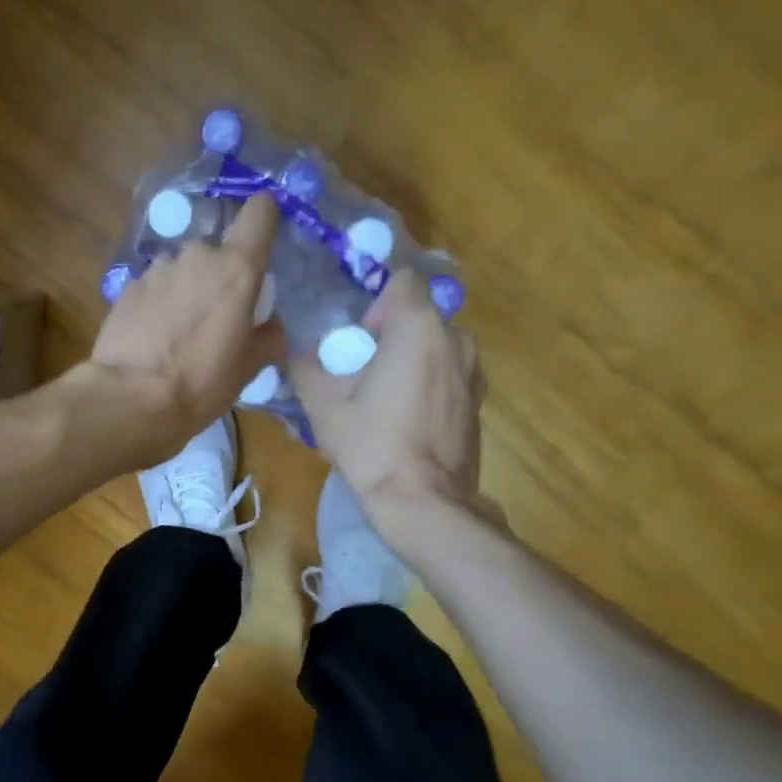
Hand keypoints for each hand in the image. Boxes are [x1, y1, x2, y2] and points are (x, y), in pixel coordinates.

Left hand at [89, 192, 285, 456]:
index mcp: (236, 269)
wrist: (130, 398)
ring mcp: (157, 269)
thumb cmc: (201, 383)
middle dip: (218, 278)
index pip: (260, 213)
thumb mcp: (248, 369)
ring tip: (178, 334)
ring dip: (185, 291)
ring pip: (182, 271)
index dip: (263, 222)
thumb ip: (267, 338)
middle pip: (216, 253)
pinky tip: (152, 339)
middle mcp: (197, 256)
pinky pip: (153, 288)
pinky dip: (157, 305)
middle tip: (216, 319)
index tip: (261, 248)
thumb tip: (271, 326)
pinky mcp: (127, 287)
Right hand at [290, 270, 503, 536]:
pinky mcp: (478, 402)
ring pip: (433, 348)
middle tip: (361, 377)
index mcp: (419, 327)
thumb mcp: (322, 405)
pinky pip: (447, 376)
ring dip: (408, 363)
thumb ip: (306, 366)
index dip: (374, 302)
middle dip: (388, 338)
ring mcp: (473, 371)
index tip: (357, 340)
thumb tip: (302, 354)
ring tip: (382, 403)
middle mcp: (456, 338)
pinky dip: (426, 386)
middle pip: (417, 318)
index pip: (402, 280)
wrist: (424, 502)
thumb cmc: (372, 445)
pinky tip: (405, 423)